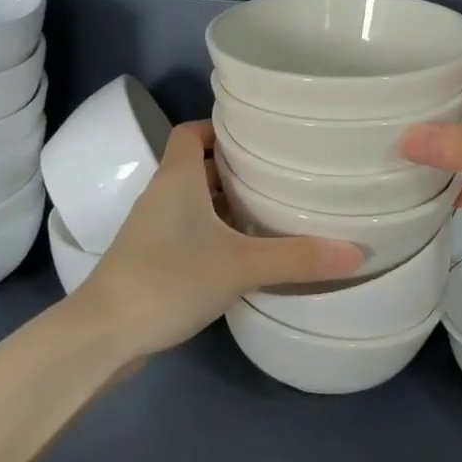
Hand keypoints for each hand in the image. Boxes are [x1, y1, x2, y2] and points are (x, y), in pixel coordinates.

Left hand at [73, 121, 362, 356]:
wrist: (104, 334)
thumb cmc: (168, 279)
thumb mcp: (240, 266)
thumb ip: (297, 258)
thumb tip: (357, 253)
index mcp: (177, 178)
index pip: (192, 132)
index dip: (220, 127)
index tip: (259, 136)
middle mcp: (162, 195)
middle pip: (198, 166)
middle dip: (235, 168)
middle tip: (280, 174)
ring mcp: (152, 230)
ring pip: (194, 203)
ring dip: (226, 204)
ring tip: (270, 211)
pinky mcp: (151, 260)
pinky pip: (188, 232)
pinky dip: (214, 234)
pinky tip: (244, 254)